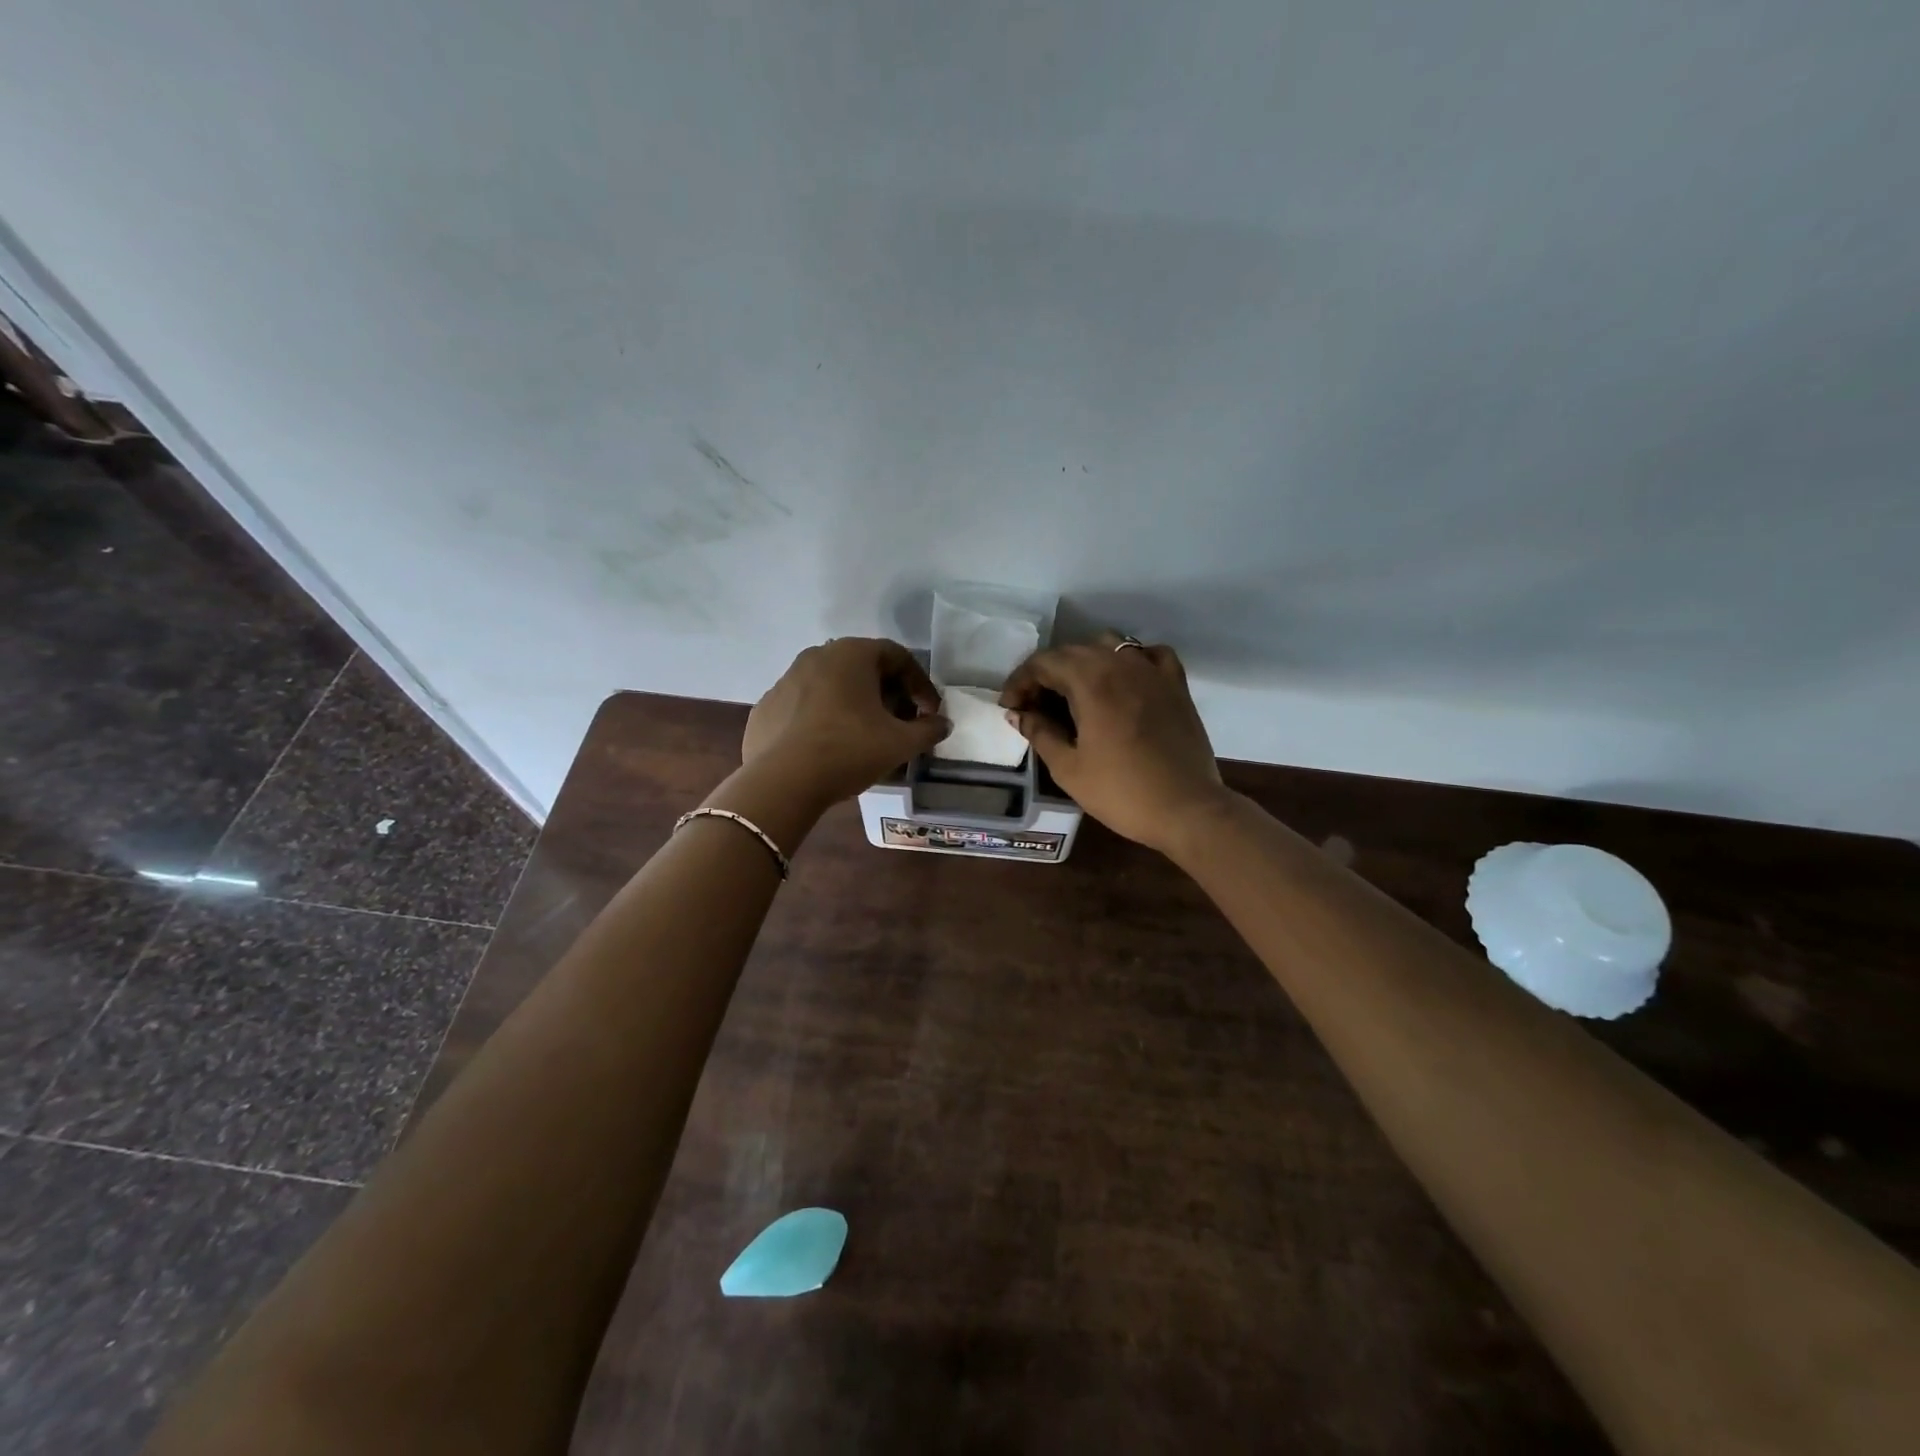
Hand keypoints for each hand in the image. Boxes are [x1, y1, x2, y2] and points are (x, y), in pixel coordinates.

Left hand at [744, 638, 950, 805]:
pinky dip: (823, 718)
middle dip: (888, 693)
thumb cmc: (849, 750)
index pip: (898, 656)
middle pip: (864, 668)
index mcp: (852, 653)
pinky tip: (829, 746)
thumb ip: (929, 730)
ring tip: (865, 736)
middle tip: (900, 723)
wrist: (782, 782)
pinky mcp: (766, 706)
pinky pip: (805, 705)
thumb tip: (942, 724)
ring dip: (854, 704)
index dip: (920, 684)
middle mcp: (817, 655)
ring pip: (832, 685)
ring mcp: (786, 679)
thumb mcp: (901, 743)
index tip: (929, 713)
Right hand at [999, 632, 1227, 852]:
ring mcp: (1153, 671)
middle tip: (1033, 707)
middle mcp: (1120, 664)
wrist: (1187, 809)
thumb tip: (1018, 713)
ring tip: (1073, 693)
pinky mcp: (1176, 684)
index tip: (1009, 708)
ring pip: (1109, 646)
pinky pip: (1149, 655)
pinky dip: (1129, 660)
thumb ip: (1039, 732)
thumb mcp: (1068, 768)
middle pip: (1073, 651)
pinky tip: (1123, 680)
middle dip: (1046, 674)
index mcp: (1090, 681)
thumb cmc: (1121, 792)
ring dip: (1083, 662)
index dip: (1019, 682)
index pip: (1043, 663)